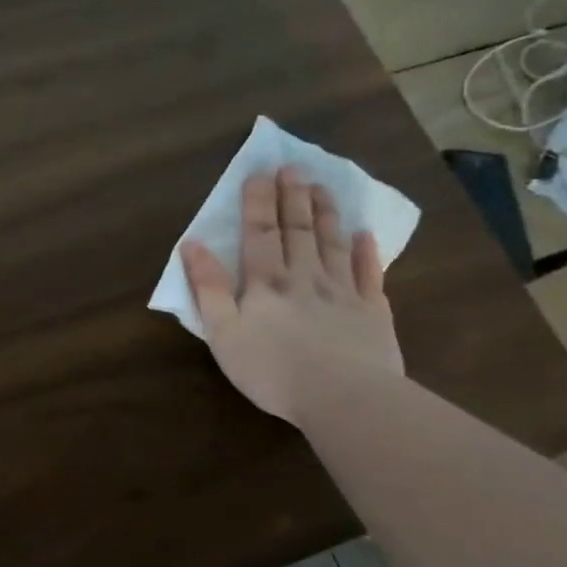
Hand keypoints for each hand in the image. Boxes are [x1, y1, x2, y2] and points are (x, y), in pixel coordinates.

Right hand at [181, 166, 403, 425]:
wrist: (343, 398)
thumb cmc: (272, 369)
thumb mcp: (224, 333)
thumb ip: (209, 287)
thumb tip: (192, 244)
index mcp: (266, 282)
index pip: (260, 232)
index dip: (258, 201)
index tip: (259, 172)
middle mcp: (305, 277)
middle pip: (298, 230)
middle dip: (293, 197)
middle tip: (293, 167)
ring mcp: (343, 293)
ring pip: (333, 244)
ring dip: (326, 214)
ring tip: (323, 187)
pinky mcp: (373, 313)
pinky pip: (370, 275)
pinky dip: (368, 253)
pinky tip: (366, 235)